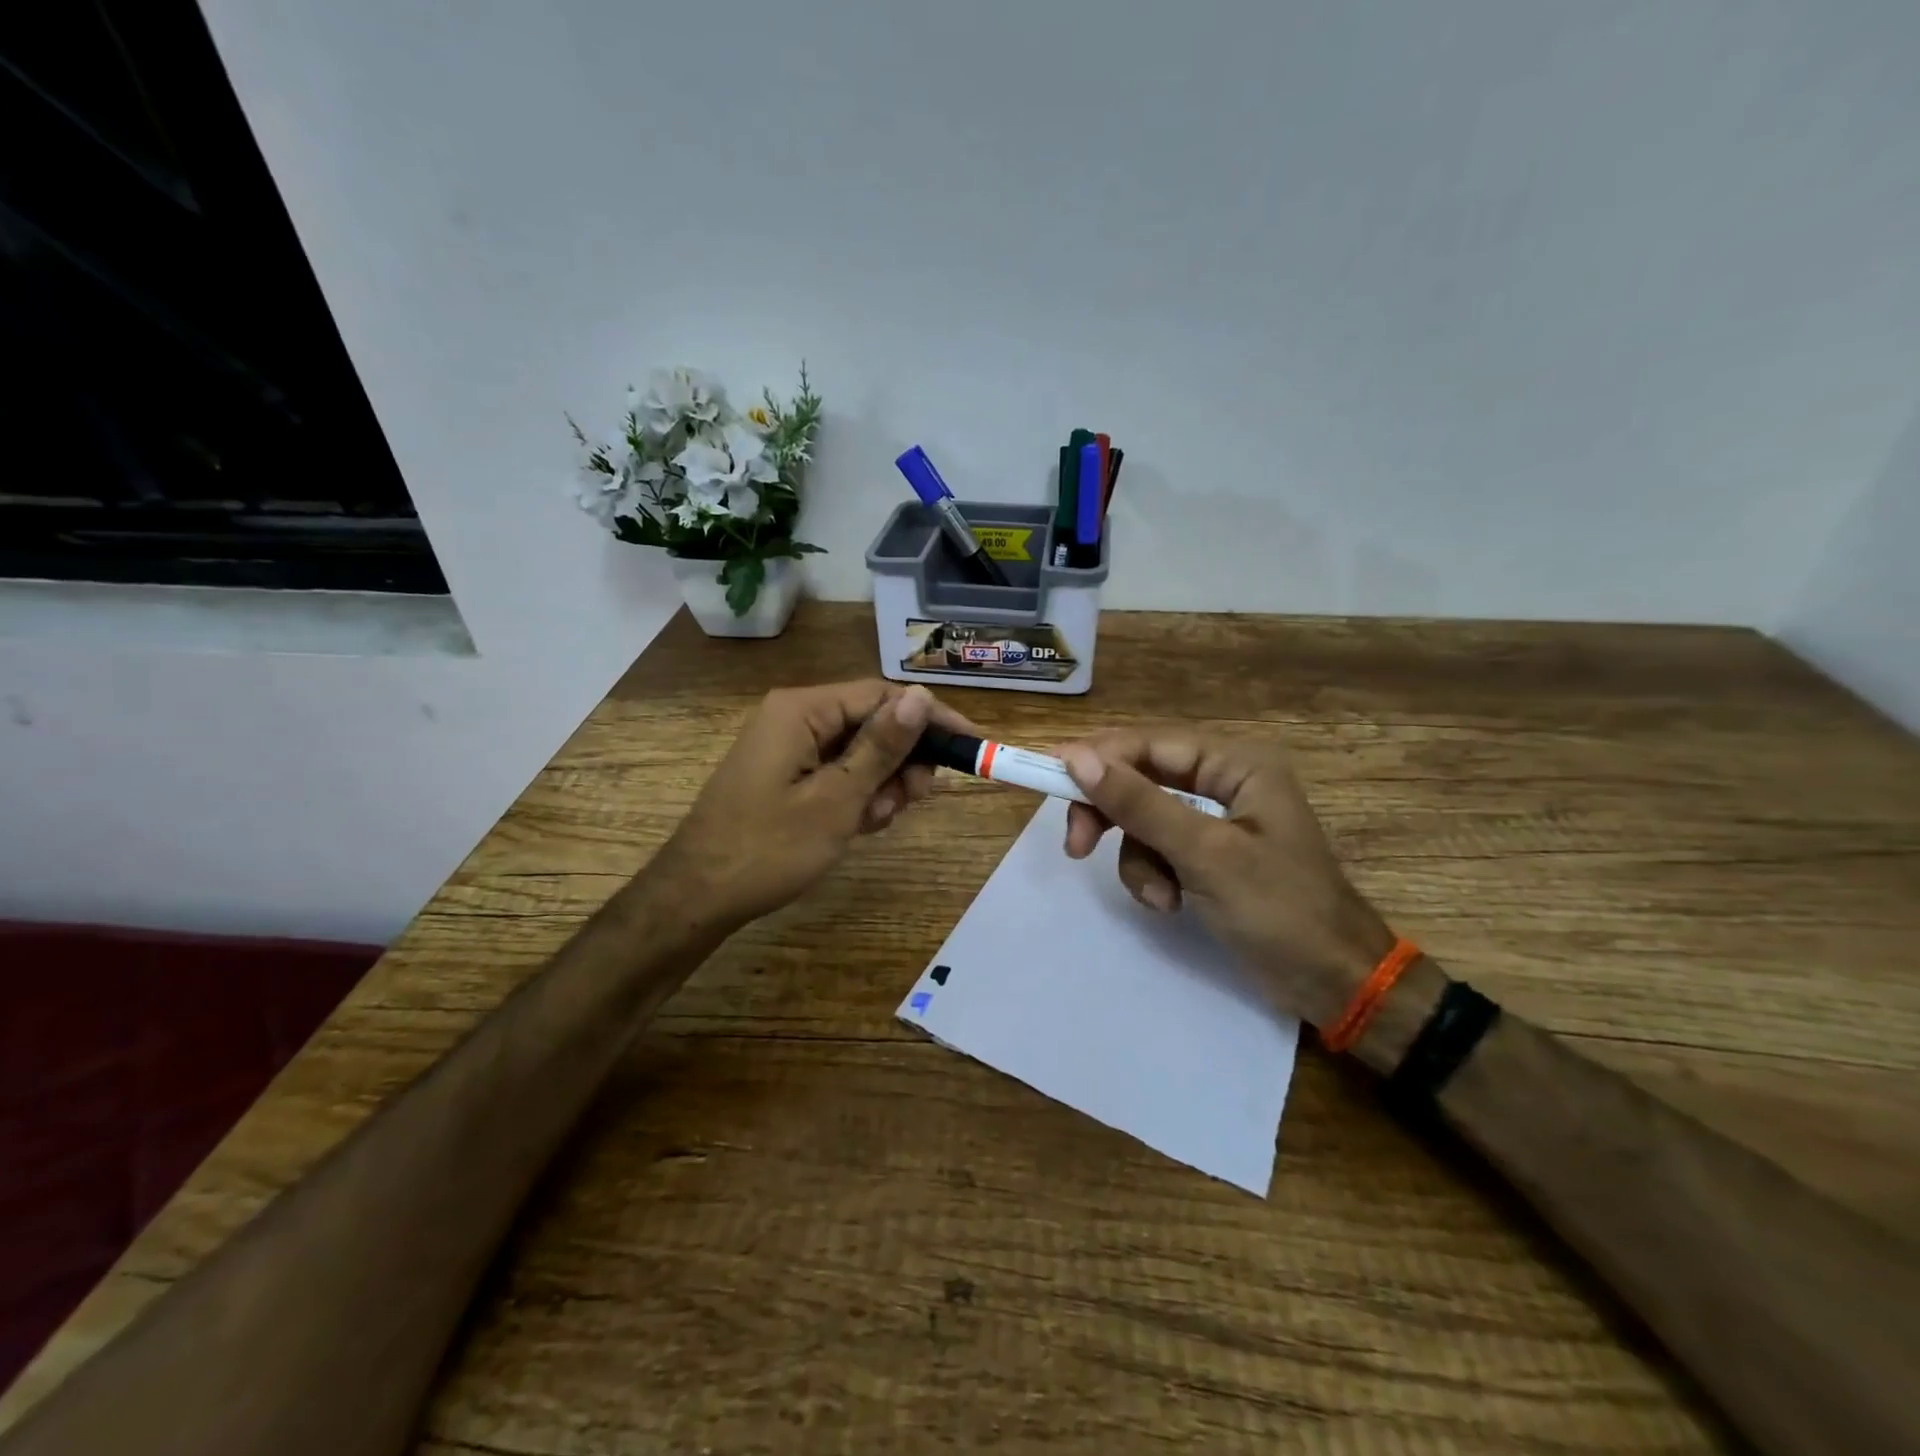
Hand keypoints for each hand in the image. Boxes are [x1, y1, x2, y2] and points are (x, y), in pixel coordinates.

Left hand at [653, 680, 972, 930]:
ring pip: (859, 751)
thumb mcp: (837, 798)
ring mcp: (788, 746)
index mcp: (802, 709)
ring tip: (875, 821)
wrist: (698, 897)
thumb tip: (921, 696)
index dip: (929, 719)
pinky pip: (837, 771)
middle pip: (872, 723)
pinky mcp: (786, 773)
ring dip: (880, 784)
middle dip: (901, 761)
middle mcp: (795, 717)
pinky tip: (858, 826)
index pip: (883, 696)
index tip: (969, 746)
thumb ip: (882, 746)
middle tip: (914, 799)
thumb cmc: (769, 848)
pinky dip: (856, 796)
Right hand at [1057, 730, 1394, 1027]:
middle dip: (1112, 815)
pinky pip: (1157, 849)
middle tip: (1076, 846)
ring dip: (1138, 859)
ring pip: (1143, 819)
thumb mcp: (1204, 855)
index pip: (1150, 744)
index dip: (1098, 758)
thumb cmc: (1280, 910)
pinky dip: (1153, 876)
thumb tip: (1075, 758)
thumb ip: (1139, 804)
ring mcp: (1216, 820)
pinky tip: (1171, 904)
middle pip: (1141, 778)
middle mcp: (1224, 781)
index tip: (1051, 781)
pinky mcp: (1208, 855)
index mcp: (1236, 764)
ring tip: (1159, 897)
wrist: (1333, 983)